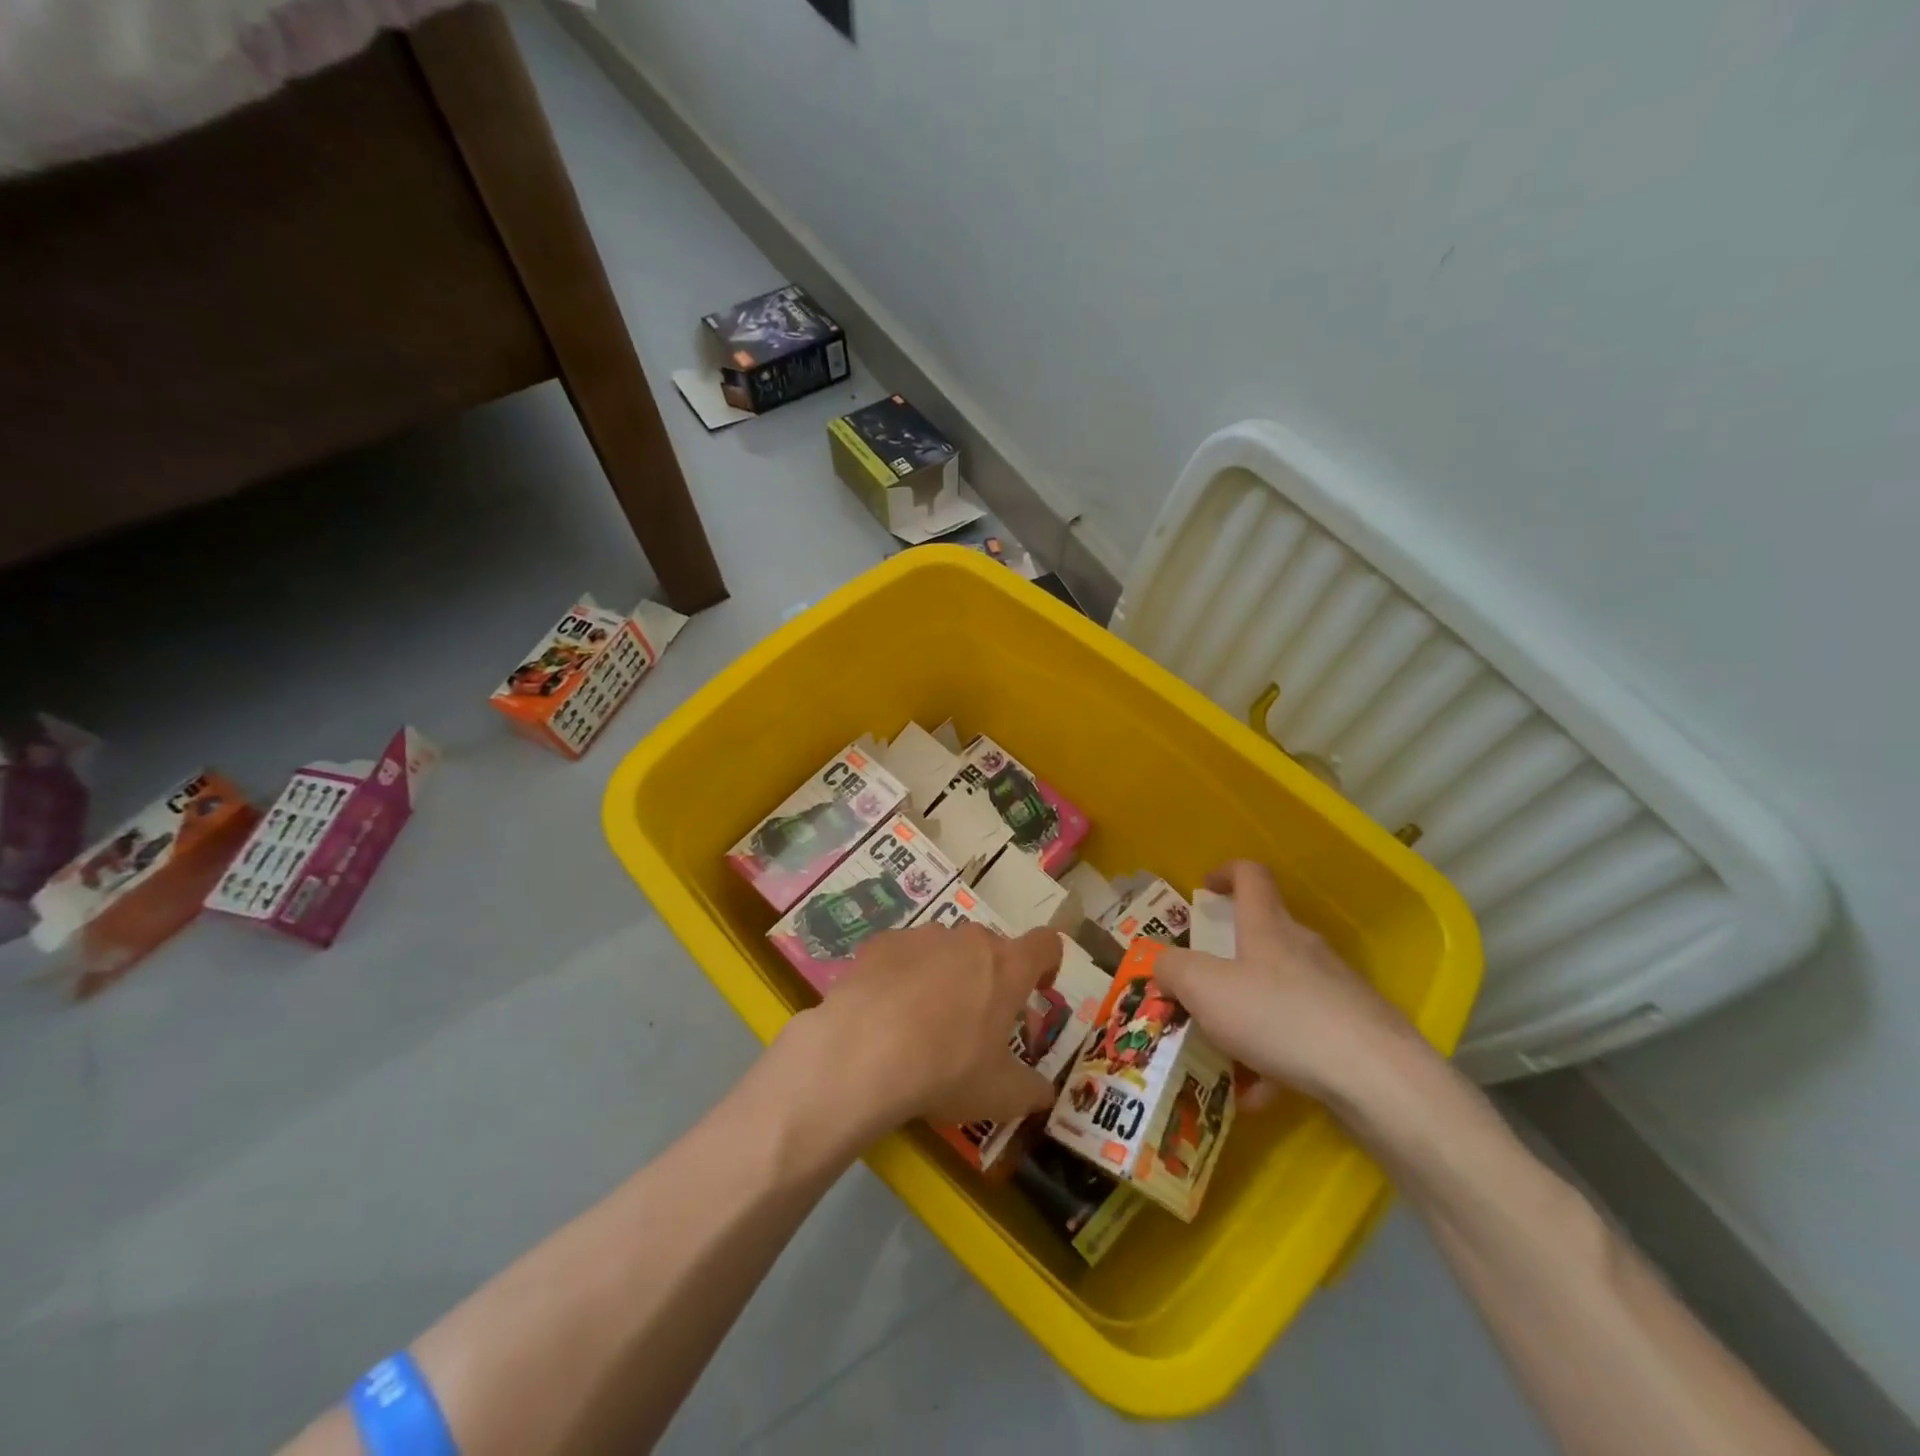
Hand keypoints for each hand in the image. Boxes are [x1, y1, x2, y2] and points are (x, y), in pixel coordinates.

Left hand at [778, 925, 1062, 1133]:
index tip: (1037, 990)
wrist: (863, 1051)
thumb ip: (1030, 1090)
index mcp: (1007, 967)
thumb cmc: (946, 1069)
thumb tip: (1044, 1093)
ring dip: (943, 974)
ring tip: (922, 1020)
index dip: (1047, 964)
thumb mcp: (1000, 1095)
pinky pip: (901, 953)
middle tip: (974, 1021)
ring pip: (944, 948)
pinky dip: (901, 974)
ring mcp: (921, 936)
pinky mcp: (881, 943)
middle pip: (989, 948)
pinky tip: (885, 1011)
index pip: (1045, 944)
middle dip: (988, 977)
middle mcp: (968, 940)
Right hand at [1156, 861, 1418, 1105]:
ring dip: (1248, 1017)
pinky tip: (1258, 1095)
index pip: (1250, 876)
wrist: (1376, 1078)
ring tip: (1222, 1056)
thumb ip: (1172, 969)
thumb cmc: (1279, 1016)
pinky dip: (1275, 1060)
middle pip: (1263, 938)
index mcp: (1267, 926)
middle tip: (1199, 989)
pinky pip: (1301, 1037)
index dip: (1225, 873)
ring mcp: (1334, 990)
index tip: (1204, 889)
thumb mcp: (1204, 988)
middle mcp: (1303, 948)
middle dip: (1227, 961)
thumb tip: (1160, 961)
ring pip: (1279, 993)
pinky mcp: (1354, 1032)